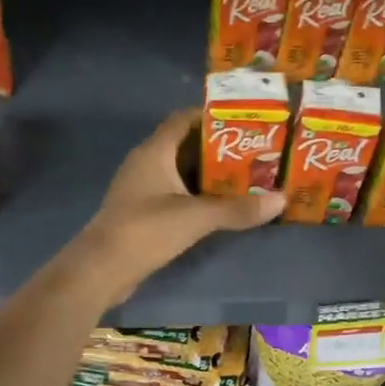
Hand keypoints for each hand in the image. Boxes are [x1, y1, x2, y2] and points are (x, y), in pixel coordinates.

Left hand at [79, 109, 284, 302]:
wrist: (102, 269)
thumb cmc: (147, 229)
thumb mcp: (197, 217)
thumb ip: (238, 208)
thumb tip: (282, 200)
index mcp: (155, 151)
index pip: (183, 119)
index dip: (210, 116)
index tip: (243, 121)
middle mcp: (146, 163)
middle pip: (185, 145)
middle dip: (218, 148)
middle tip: (253, 152)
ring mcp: (141, 189)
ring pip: (180, 172)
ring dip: (208, 174)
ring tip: (244, 177)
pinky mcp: (142, 212)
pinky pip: (174, 193)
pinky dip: (196, 195)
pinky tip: (220, 206)